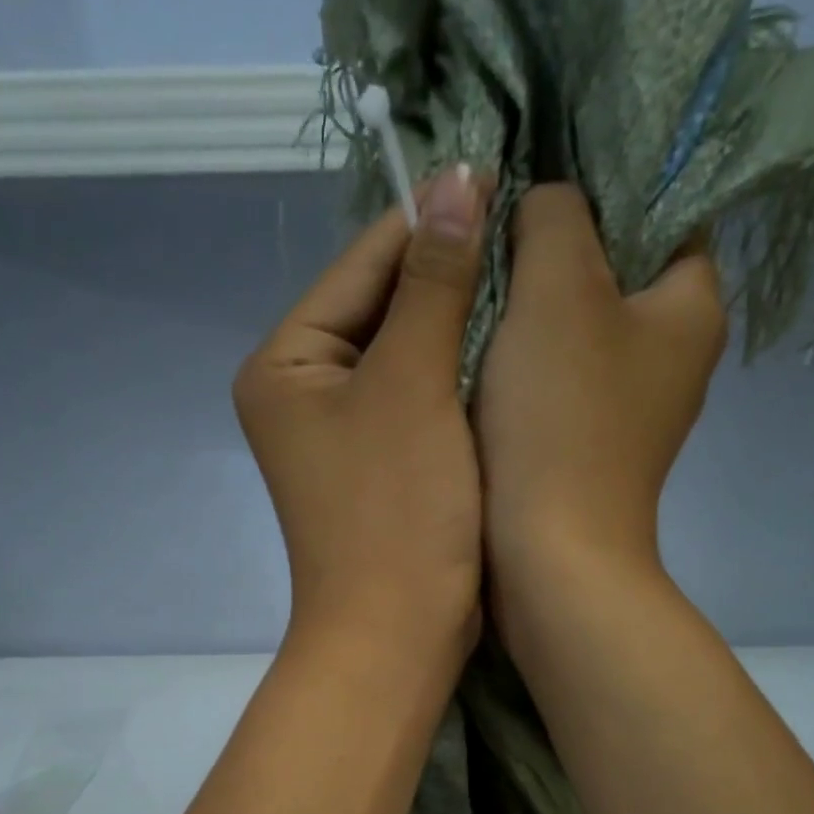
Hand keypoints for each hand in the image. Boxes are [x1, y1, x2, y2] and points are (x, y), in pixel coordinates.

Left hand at [235, 165, 489, 663]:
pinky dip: (457, 376)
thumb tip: (458, 180)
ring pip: (406, 354)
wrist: (397, 633)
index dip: (428, 222)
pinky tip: (506, 350)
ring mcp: (341, 433)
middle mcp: (303, 391)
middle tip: (526, 230)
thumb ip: (433, 283)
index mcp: (286, 363)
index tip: (500, 180)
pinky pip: (419, 399)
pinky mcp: (379, 466)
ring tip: (527, 277)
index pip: (361, 265)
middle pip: (381, 308)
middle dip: (447, 275)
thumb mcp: (413, 386)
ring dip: (458, 323)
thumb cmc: (396, 511)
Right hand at [476, 184, 726, 590]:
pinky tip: (478, 356)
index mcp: (692, 306)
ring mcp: (628, 409)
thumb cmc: (561, 419)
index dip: (601, 183)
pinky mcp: (586, 447)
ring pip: (577, 330)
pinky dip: (521, 365)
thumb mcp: (558, 288)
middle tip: (491, 233)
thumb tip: (544, 206)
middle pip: (613, 271)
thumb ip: (555, 217)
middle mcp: (672, 356)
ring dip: (528, 310)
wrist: (549, 556)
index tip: (532, 181)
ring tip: (473, 287)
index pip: (664, 209)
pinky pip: (554, 382)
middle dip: (553, 250)